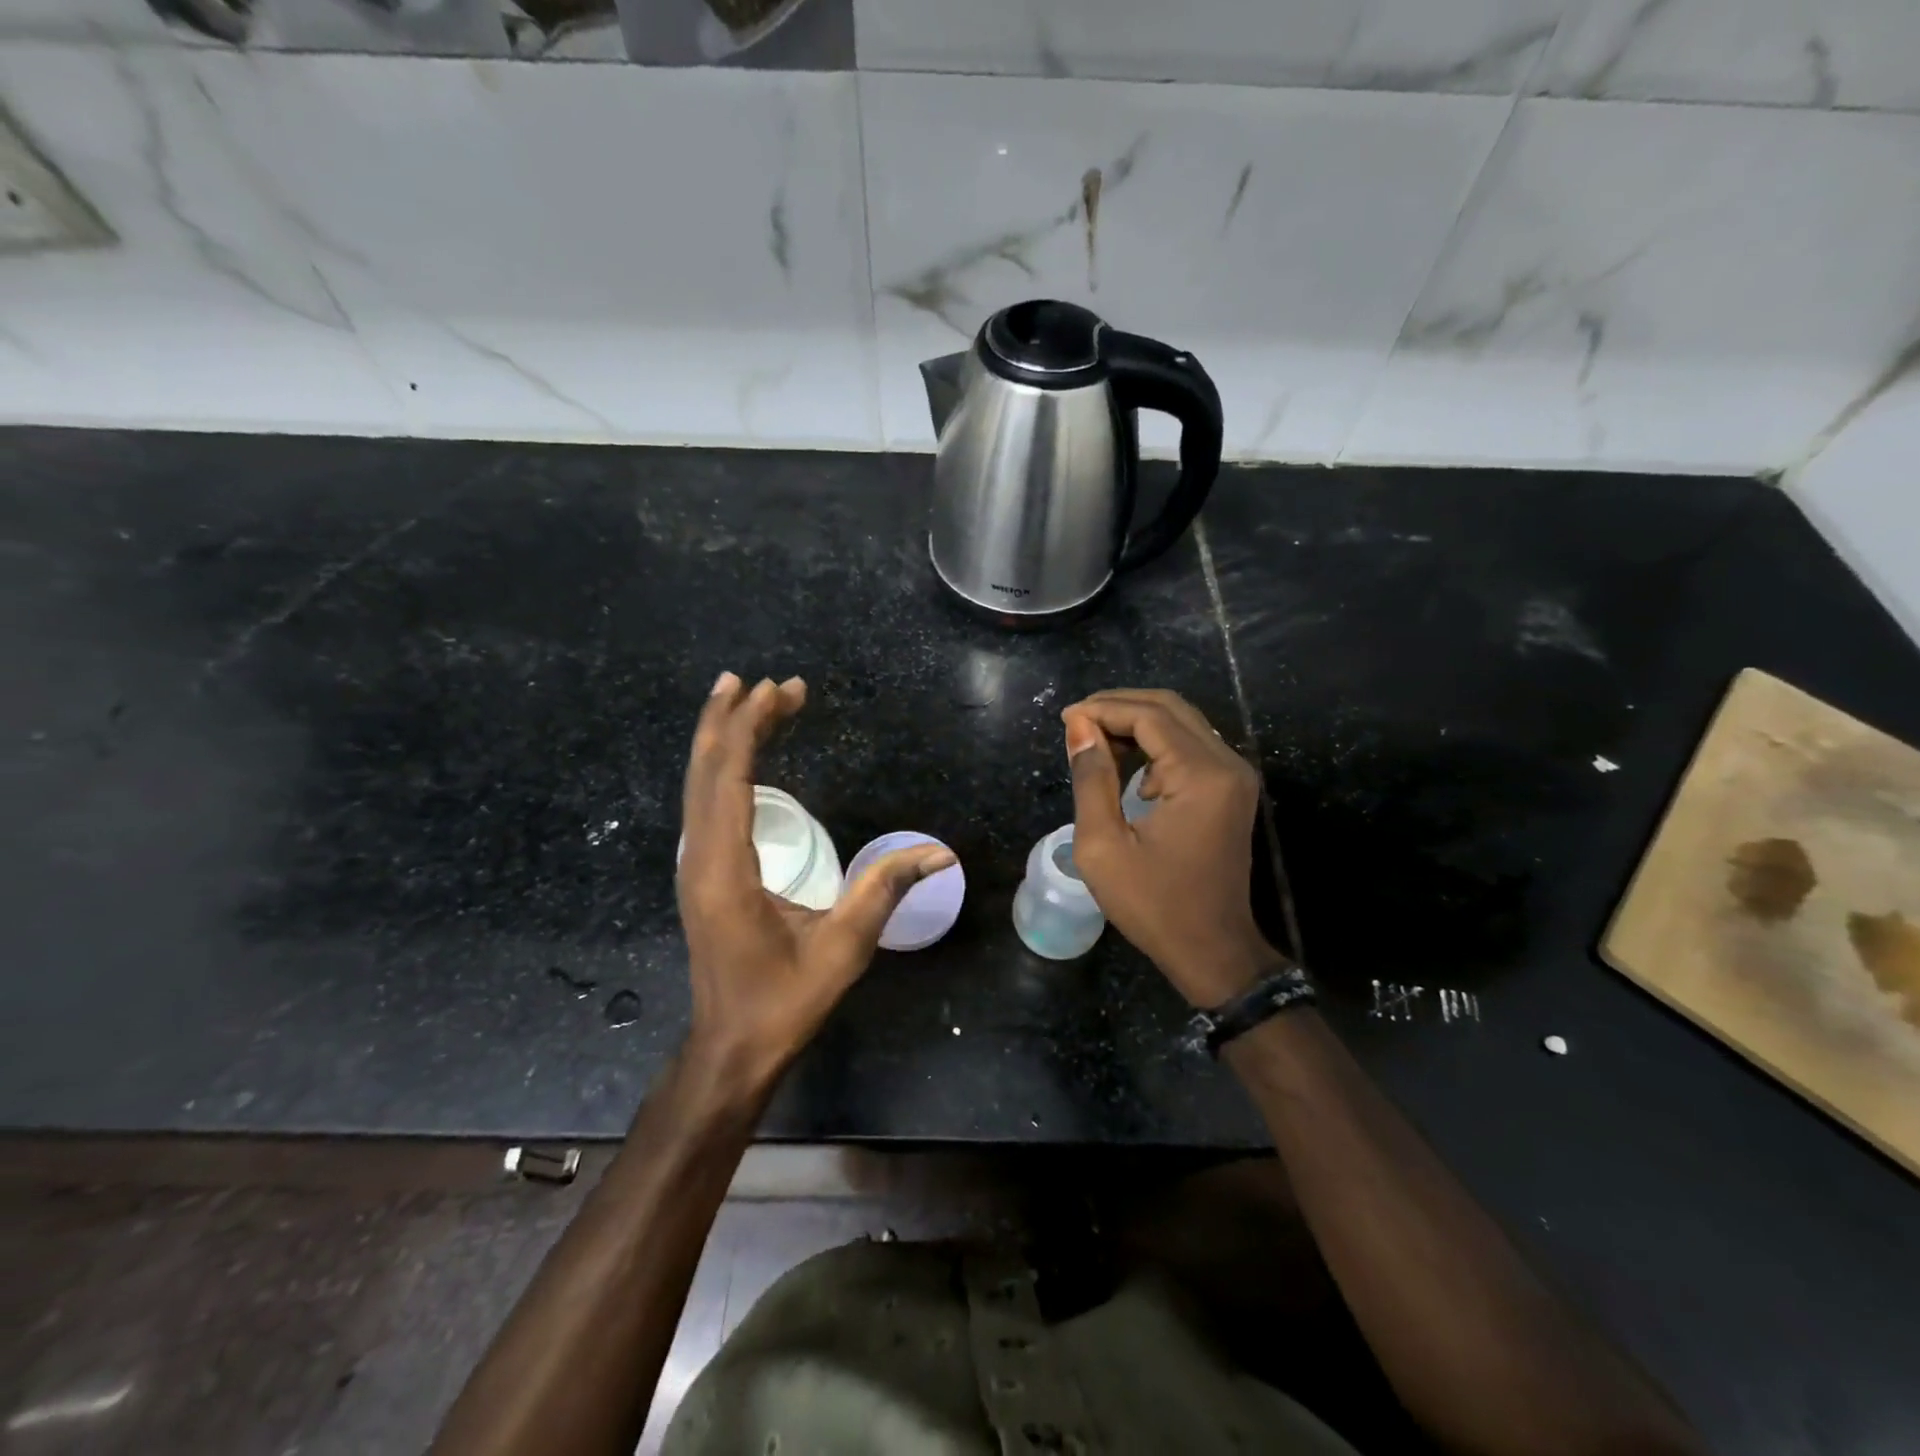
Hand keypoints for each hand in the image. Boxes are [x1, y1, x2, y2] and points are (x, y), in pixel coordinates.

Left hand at [677, 672, 955, 1092]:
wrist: (733, 1046)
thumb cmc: (784, 1000)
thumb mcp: (843, 947)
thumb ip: (885, 889)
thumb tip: (940, 852)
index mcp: (724, 869)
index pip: (729, 778)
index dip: (750, 727)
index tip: (779, 690)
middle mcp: (698, 857)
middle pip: (706, 771)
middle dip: (733, 720)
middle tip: (768, 683)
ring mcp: (694, 866)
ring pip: (698, 785)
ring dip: (720, 739)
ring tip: (740, 696)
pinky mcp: (701, 874)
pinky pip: (703, 804)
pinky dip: (718, 768)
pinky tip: (734, 755)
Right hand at [1063, 689, 1281, 1006]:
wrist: (1212, 950)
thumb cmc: (1153, 905)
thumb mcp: (1103, 845)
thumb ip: (1091, 779)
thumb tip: (1079, 727)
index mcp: (1200, 776)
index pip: (1149, 716)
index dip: (1104, 709)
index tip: (1066, 720)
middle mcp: (1227, 765)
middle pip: (1170, 709)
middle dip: (1120, 707)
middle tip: (1078, 723)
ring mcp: (1235, 777)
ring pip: (1183, 724)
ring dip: (1137, 723)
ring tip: (1094, 741)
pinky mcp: (1232, 790)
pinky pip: (1192, 747)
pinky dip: (1156, 744)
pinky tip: (1127, 765)